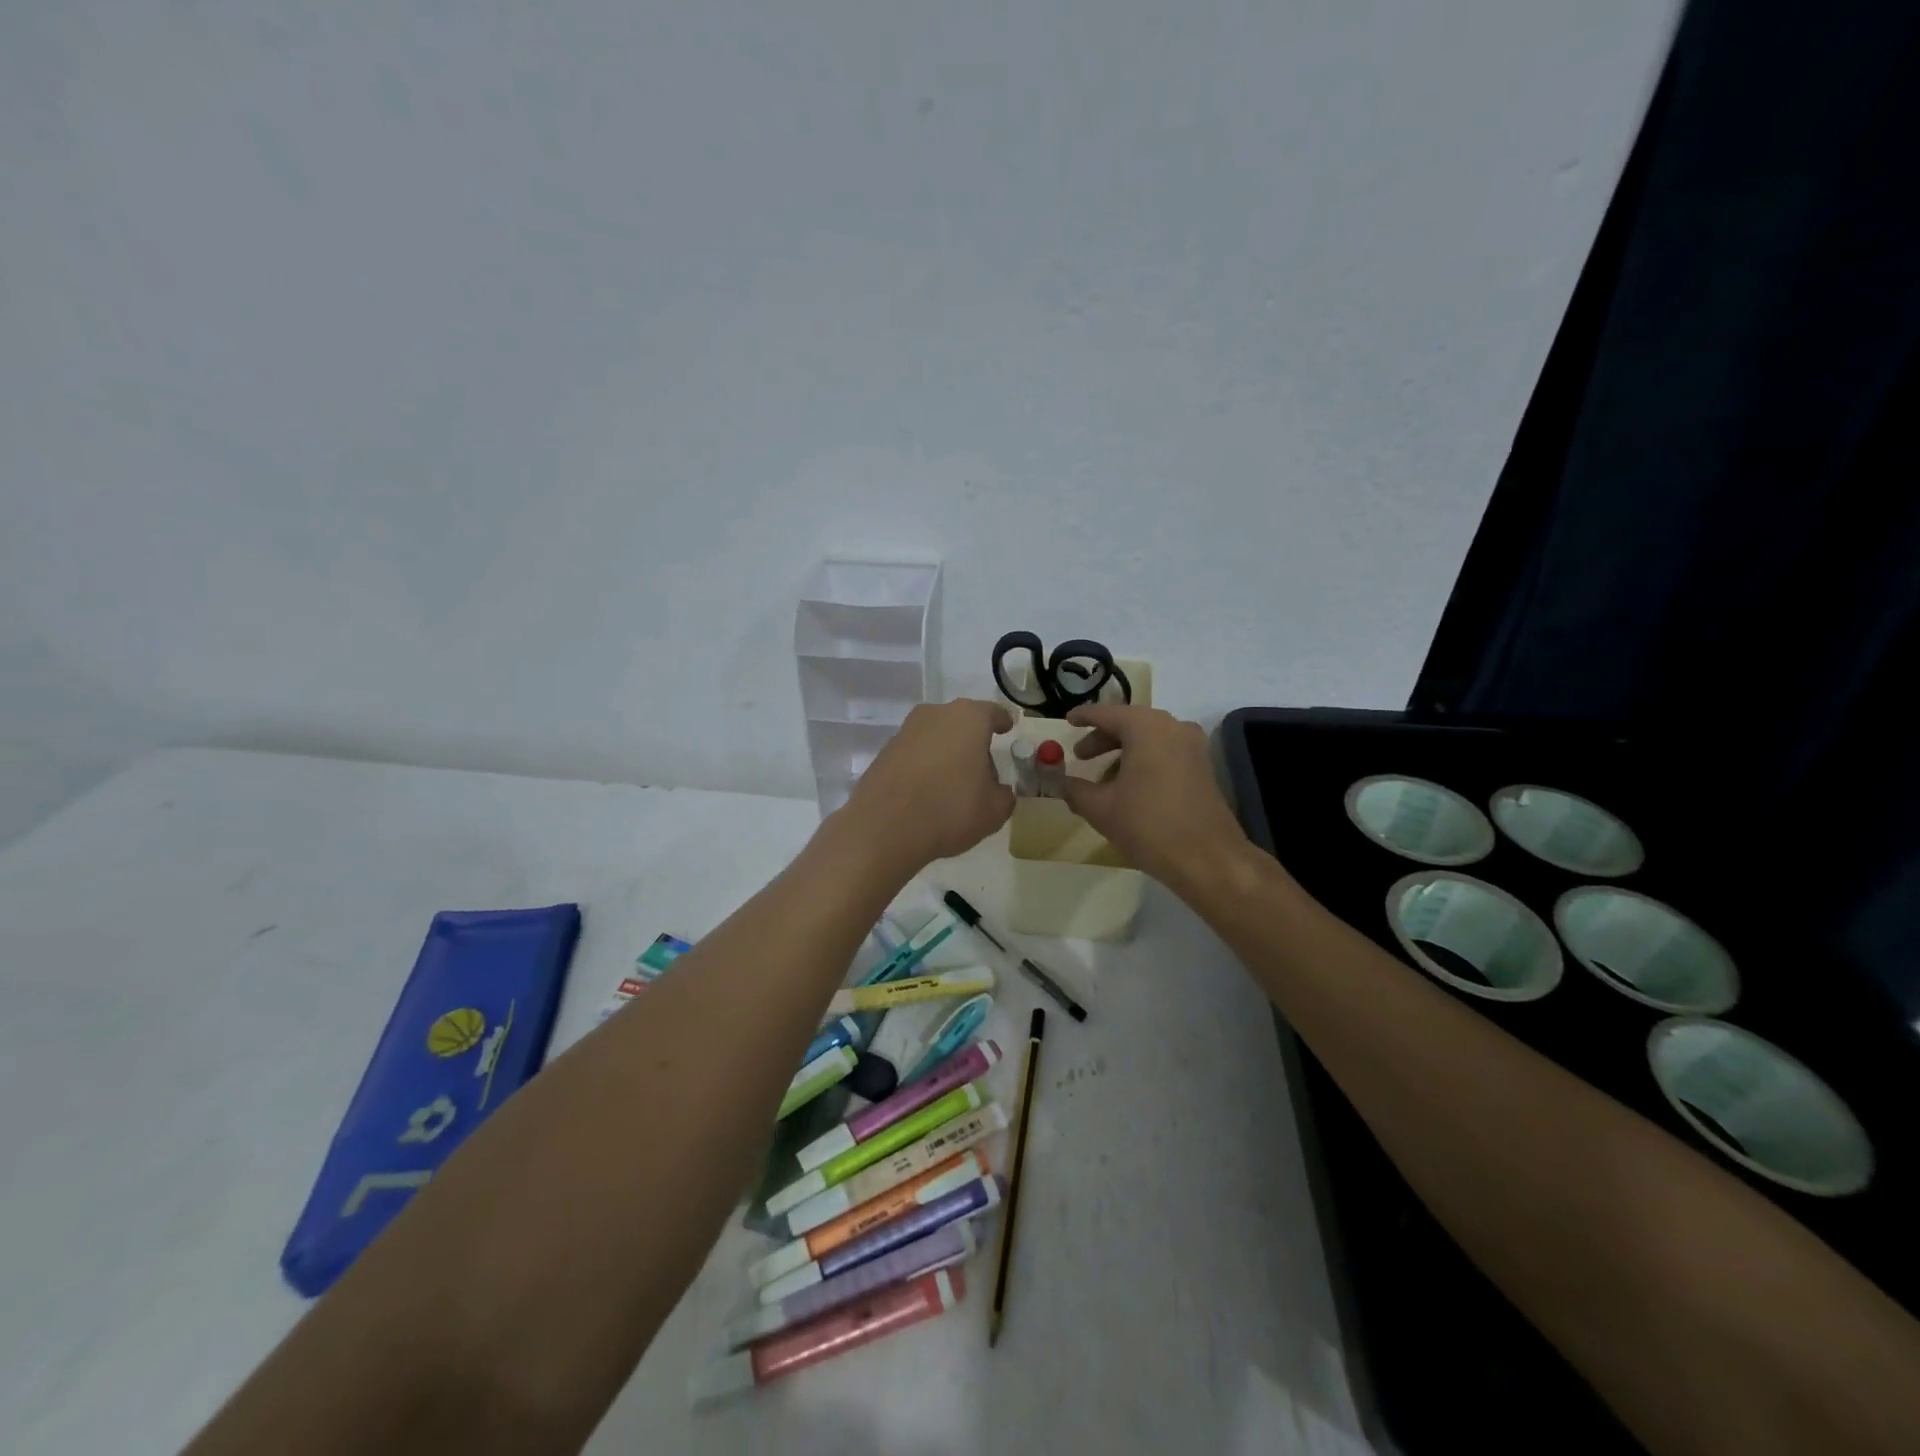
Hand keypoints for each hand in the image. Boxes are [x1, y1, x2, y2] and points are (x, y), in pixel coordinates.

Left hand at [839, 699, 1015, 869]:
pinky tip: (927, 792)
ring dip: (946, 753)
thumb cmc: (950, 810)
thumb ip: (1004, 795)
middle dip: (973, 741)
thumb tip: (998, 791)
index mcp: (968, 718)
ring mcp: (905, 731)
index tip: (1007, 730)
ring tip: (953, 785)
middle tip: (983, 769)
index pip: (992, 713)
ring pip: (936, 737)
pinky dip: (924, 766)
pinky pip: (914, 754)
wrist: (884, 828)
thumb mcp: (994, 810)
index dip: (1002, 722)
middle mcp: (935, 715)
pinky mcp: (884, 752)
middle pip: (962, 723)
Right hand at [1062, 704, 1250, 897]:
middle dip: (1102, 738)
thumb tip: (1061, 782)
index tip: (1067, 721)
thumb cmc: (1148, 825)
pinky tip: (1129, 788)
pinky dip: (1143, 761)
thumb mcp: (1100, 808)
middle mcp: (1172, 727)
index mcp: (1145, 727)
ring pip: (1148, 739)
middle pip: (1129, 723)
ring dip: (1123, 752)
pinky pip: (1165, 752)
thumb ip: (1074, 789)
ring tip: (1102, 779)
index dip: (1083, 717)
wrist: (1208, 859)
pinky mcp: (1202, 767)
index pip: (1106, 713)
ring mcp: (1192, 746)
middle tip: (1080, 756)